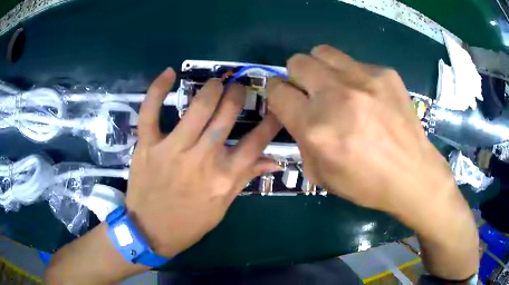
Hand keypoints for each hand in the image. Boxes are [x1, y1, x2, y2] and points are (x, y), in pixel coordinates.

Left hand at [126, 68, 280, 256]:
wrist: (149, 231)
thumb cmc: (188, 224)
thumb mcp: (222, 206)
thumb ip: (245, 178)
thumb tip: (273, 161)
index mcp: (224, 177)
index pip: (256, 142)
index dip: (270, 121)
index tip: (277, 105)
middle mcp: (202, 159)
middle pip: (227, 116)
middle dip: (237, 95)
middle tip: (239, 87)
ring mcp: (172, 149)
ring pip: (197, 108)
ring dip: (210, 89)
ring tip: (216, 83)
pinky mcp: (147, 145)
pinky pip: (151, 112)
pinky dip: (157, 90)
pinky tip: (168, 73)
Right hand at [267, 45, 477, 278]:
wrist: (412, 175)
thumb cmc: (366, 183)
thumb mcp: (321, 174)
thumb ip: (302, 140)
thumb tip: (297, 115)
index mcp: (316, 127)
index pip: (277, 92)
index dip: (276, 93)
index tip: (284, 98)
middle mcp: (336, 95)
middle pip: (297, 62)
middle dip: (296, 76)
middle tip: (311, 92)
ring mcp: (364, 78)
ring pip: (323, 52)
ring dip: (321, 68)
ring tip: (336, 86)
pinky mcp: (385, 73)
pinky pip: (355, 63)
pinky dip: (353, 76)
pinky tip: (368, 96)